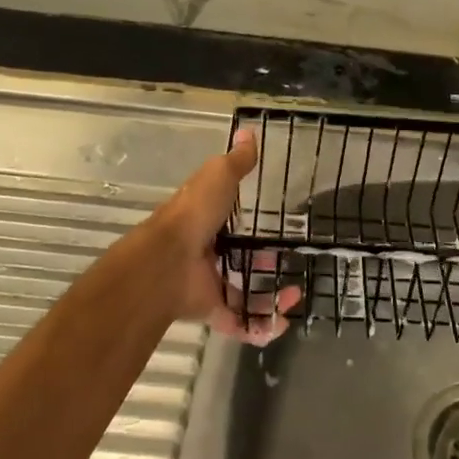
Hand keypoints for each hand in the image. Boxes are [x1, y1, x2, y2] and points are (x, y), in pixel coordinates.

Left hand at [144, 127, 295, 345]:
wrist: (166, 262)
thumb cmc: (193, 215)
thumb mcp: (218, 177)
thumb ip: (236, 162)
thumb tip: (248, 131)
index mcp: (206, 222)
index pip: (229, 224)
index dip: (250, 227)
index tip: (275, 230)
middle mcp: (206, 254)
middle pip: (240, 262)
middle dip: (265, 267)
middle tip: (289, 267)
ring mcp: (208, 284)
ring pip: (244, 294)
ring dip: (270, 299)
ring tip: (293, 297)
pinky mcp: (211, 310)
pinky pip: (239, 322)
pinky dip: (260, 327)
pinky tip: (281, 323)